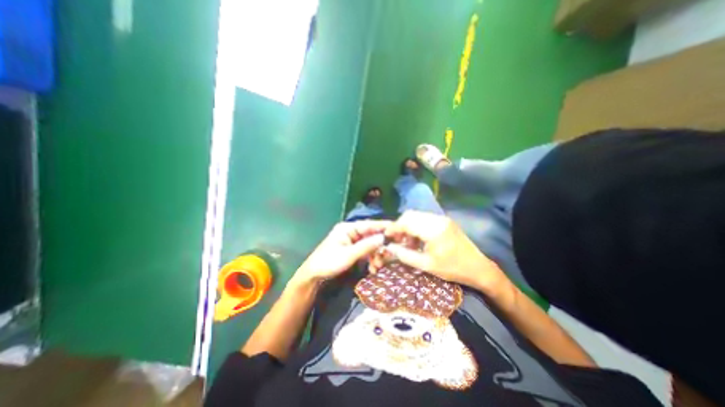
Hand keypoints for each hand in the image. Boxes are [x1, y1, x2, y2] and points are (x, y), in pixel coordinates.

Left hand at [293, 222, 390, 284]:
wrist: (313, 275)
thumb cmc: (328, 263)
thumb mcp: (348, 255)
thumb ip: (366, 246)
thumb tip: (383, 238)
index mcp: (348, 228)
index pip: (369, 225)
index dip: (383, 226)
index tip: (397, 229)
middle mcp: (351, 232)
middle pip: (371, 235)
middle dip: (379, 247)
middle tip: (387, 257)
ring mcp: (351, 241)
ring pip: (369, 244)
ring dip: (375, 255)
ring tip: (377, 266)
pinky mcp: (352, 249)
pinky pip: (365, 251)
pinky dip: (370, 259)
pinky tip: (372, 268)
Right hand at [373, 211, 508, 292]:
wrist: (478, 267)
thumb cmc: (452, 269)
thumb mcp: (426, 265)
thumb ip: (404, 255)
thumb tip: (388, 247)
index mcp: (433, 230)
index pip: (406, 222)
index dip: (393, 228)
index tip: (386, 237)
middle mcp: (437, 219)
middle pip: (410, 215)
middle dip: (400, 226)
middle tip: (396, 240)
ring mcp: (442, 218)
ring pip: (417, 216)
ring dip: (408, 226)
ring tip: (408, 243)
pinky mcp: (444, 221)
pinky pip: (425, 219)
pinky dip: (417, 227)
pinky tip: (418, 240)